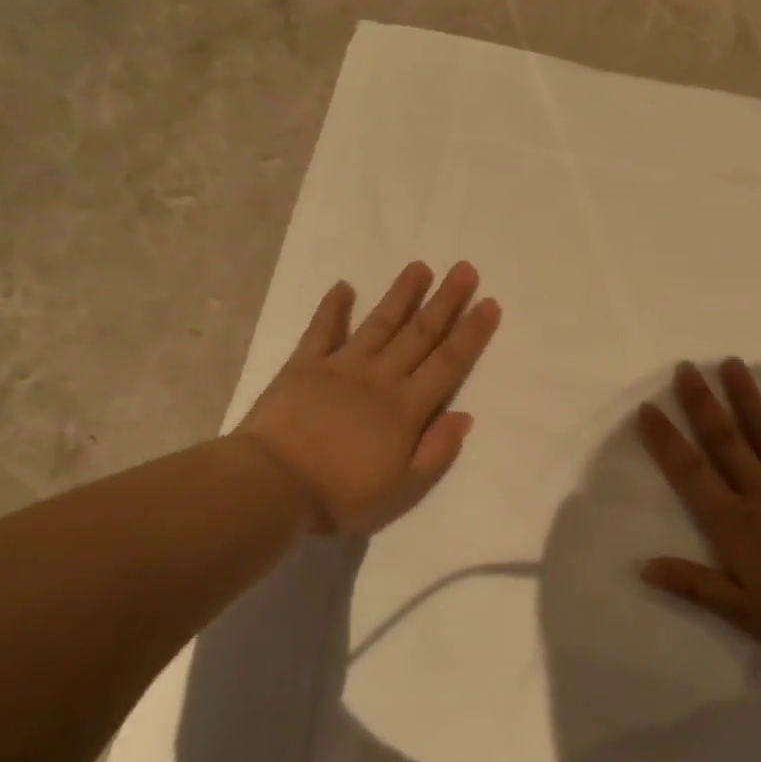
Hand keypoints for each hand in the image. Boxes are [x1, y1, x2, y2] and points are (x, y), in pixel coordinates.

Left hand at [237, 261, 501, 534]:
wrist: (271, 486)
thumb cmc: (340, 494)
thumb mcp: (402, 489)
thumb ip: (436, 451)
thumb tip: (464, 416)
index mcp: (406, 408)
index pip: (448, 363)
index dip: (471, 333)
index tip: (489, 303)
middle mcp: (379, 378)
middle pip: (419, 334)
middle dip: (445, 301)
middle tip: (465, 269)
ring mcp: (340, 367)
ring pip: (379, 323)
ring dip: (401, 295)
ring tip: (420, 267)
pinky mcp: (303, 366)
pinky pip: (321, 330)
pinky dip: (333, 308)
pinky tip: (344, 287)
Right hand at [637, 359, 760, 669]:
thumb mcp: (744, 613)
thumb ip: (695, 585)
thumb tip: (644, 566)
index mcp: (735, 524)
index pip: (691, 474)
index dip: (666, 441)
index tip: (648, 408)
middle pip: (726, 441)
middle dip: (702, 403)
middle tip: (686, 367)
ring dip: (748, 397)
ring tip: (733, 363)